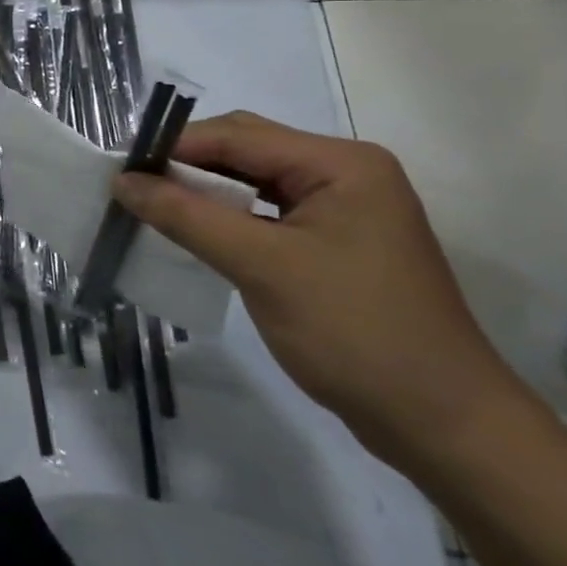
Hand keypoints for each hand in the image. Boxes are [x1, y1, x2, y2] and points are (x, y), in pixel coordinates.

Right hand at [114, 111, 527, 468]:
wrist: (447, 430)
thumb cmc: (357, 334)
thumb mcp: (261, 268)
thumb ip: (186, 216)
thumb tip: (121, 181)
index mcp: (340, 163)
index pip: (237, 135)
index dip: (173, 145)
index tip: (118, 166)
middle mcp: (344, 173)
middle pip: (245, 150)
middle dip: (186, 164)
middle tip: (131, 185)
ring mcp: (344, 209)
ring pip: (252, 181)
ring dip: (203, 191)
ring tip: (151, 205)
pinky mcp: (336, 243)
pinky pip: (266, 212)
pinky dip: (227, 216)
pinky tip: (194, 231)